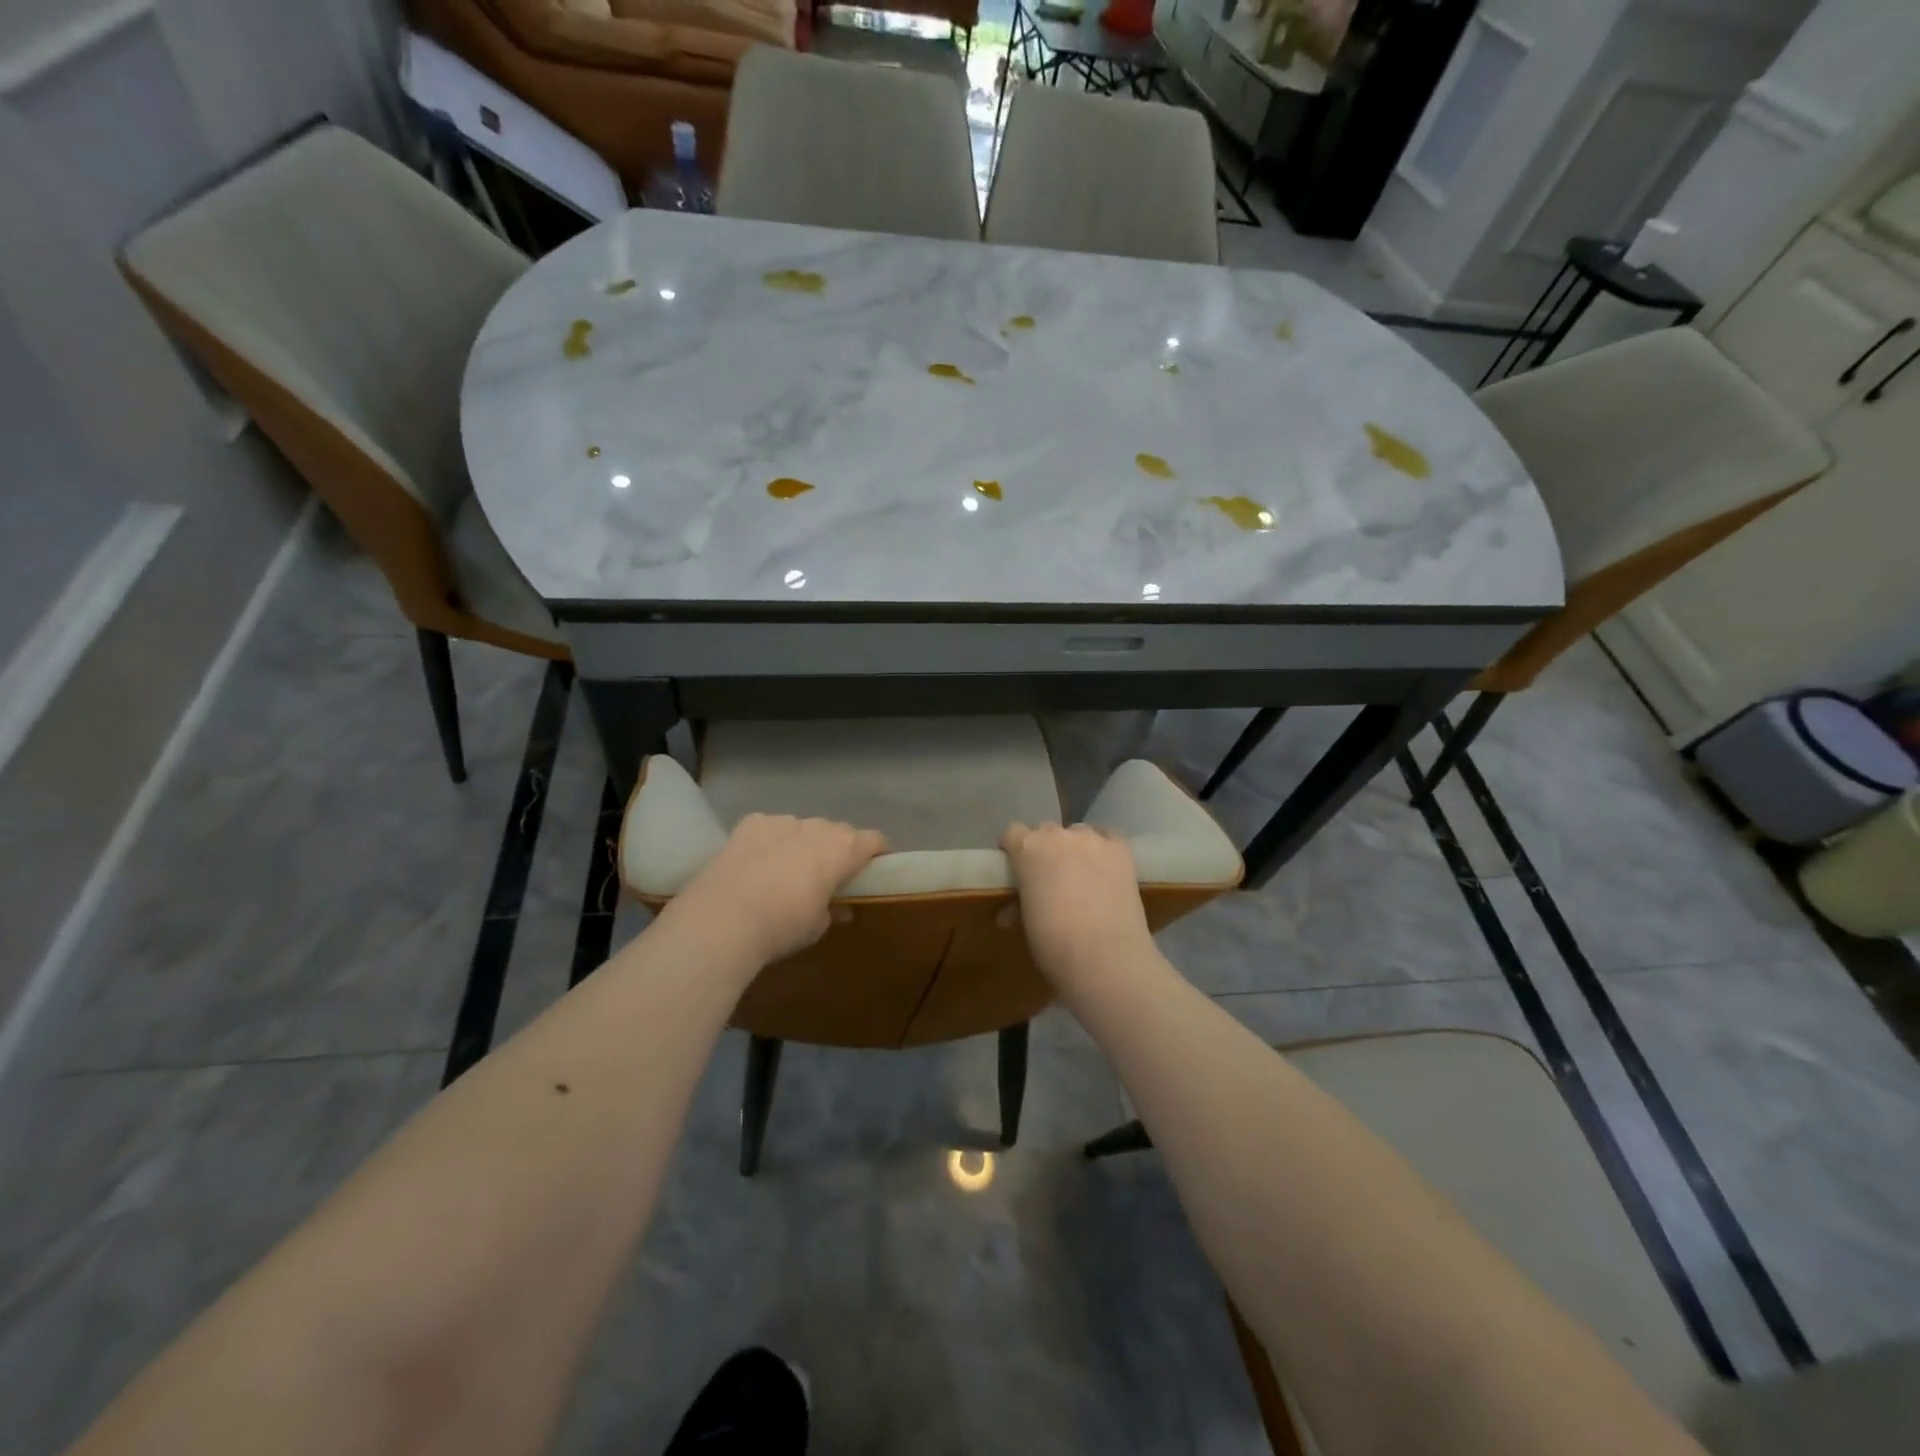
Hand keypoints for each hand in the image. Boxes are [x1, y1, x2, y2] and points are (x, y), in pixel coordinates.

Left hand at [671, 814, 887, 965]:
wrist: (722, 919)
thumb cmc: (782, 926)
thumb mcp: (817, 926)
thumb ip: (833, 910)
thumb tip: (838, 908)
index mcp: (843, 849)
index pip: (874, 840)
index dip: (877, 853)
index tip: (873, 869)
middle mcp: (817, 827)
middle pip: (837, 831)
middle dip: (837, 849)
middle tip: (827, 876)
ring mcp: (782, 821)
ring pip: (802, 828)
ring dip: (802, 843)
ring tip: (786, 870)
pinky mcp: (750, 823)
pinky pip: (770, 827)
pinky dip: (770, 840)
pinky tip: (757, 862)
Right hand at [1001, 822, 1152, 982]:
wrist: (1105, 957)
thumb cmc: (1053, 943)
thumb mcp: (1026, 923)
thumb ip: (1017, 906)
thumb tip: (1009, 913)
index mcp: (1027, 848)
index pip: (1013, 834)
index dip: (1014, 850)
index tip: (1017, 870)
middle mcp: (1057, 834)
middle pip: (1046, 831)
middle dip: (1045, 850)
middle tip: (1050, 878)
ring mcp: (1092, 839)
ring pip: (1078, 833)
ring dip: (1075, 848)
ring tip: (1082, 876)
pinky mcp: (1121, 849)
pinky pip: (1108, 837)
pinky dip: (1104, 849)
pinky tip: (1106, 869)